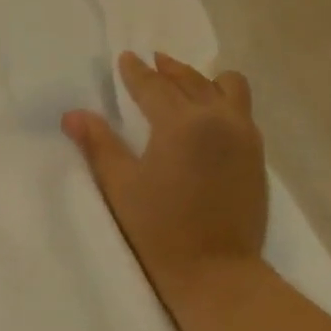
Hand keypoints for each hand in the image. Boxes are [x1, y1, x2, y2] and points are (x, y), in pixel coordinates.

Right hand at [64, 51, 268, 313]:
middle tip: (154, 63)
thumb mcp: (121, 187)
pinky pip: (243, 111)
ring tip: (188, 85)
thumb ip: (99, 145)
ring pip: (228, 88)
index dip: (136, 72)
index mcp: (182, 123)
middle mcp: (219, 119)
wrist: (215, 272)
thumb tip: (73, 114)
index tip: (126, 59)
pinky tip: (210, 116)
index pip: (155, 86)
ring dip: (205, 80)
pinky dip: (224, 102)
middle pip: (193, 80)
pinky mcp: (257, 157)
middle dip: (170, 69)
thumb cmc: (159, 231)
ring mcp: (245, 137)